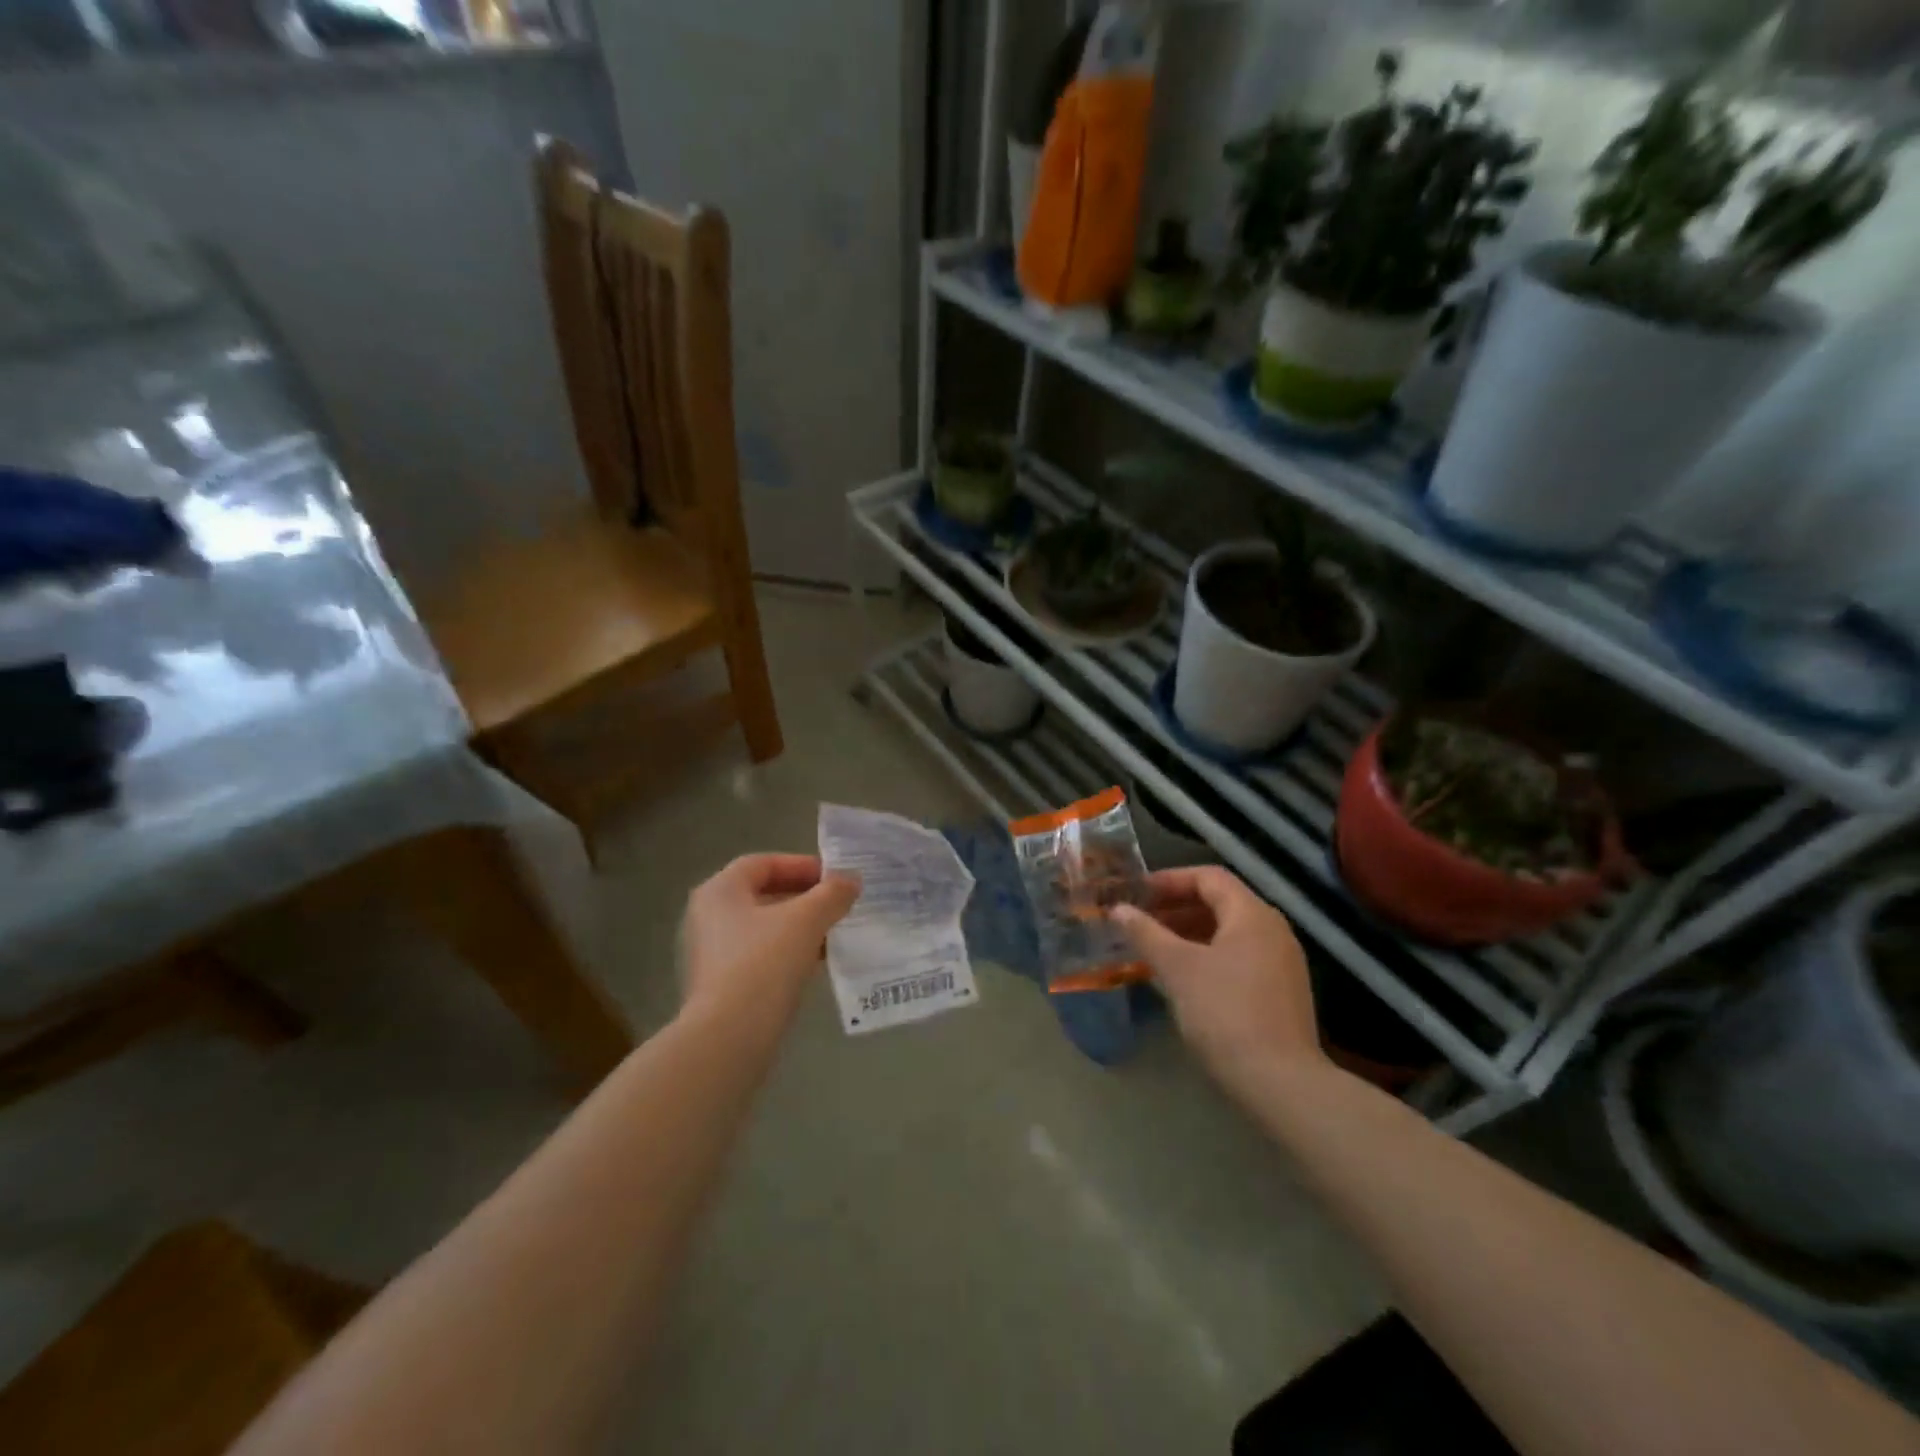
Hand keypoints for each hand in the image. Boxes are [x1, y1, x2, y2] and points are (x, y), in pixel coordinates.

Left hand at [680, 854, 859, 1027]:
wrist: (729, 1038)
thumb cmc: (764, 963)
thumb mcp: (807, 920)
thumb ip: (832, 894)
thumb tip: (851, 880)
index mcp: (719, 891)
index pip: (763, 863)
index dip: (801, 865)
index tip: (834, 878)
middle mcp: (708, 917)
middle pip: (763, 894)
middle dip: (804, 897)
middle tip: (838, 904)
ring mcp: (711, 953)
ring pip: (764, 928)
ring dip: (800, 927)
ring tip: (834, 934)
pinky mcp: (720, 985)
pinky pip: (760, 956)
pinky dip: (788, 953)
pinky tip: (815, 964)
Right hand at [1112, 867, 1322, 1094]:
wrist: (1280, 1083)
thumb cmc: (1225, 1013)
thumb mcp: (1177, 969)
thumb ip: (1146, 934)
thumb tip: (1118, 910)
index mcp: (1252, 914)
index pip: (1209, 877)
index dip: (1170, 879)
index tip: (1137, 893)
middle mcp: (1273, 930)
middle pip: (1220, 902)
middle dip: (1176, 907)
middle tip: (1140, 919)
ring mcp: (1282, 963)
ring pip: (1228, 932)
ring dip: (1189, 933)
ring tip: (1154, 947)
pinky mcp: (1281, 992)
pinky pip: (1239, 957)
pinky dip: (1208, 955)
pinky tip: (1183, 977)